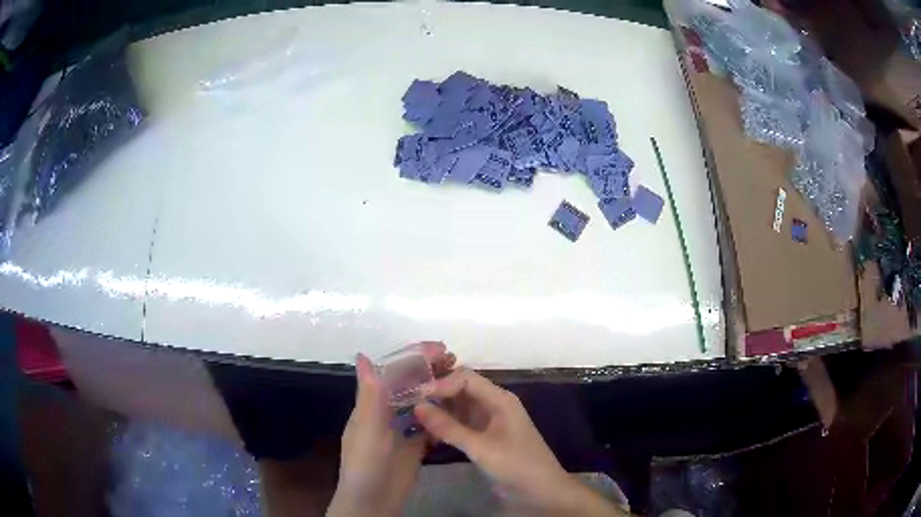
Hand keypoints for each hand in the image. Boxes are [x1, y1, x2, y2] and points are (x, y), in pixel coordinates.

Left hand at [327, 342, 454, 516]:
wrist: (374, 503)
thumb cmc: (366, 464)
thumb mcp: (367, 429)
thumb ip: (369, 396)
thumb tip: (364, 355)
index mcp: (370, 406)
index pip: (391, 373)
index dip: (412, 358)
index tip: (438, 349)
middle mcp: (384, 414)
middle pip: (407, 385)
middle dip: (427, 370)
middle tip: (455, 360)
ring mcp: (399, 432)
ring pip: (419, 404)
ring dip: (436, 391)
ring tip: (460, 380)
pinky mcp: (413, 448)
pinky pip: (428, 427)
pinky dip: (440, 417)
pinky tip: (457, 411)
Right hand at [414, 369, 624, 515]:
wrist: (541, 491)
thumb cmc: (516, 464)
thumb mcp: (481, 447)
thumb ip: (449, 427)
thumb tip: (417, 406)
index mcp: (499, 399)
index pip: (465, 378)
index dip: (441, 383)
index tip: (415, 395)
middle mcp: (493, 405)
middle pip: (461, 390)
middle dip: (436, 394)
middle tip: (406, 400)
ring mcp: (488, 422)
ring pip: (458, 408)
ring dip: (438, 410)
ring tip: (410, 415)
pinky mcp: (484, 438)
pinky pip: (460, 424)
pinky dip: (444, 426)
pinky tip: (426, 432)